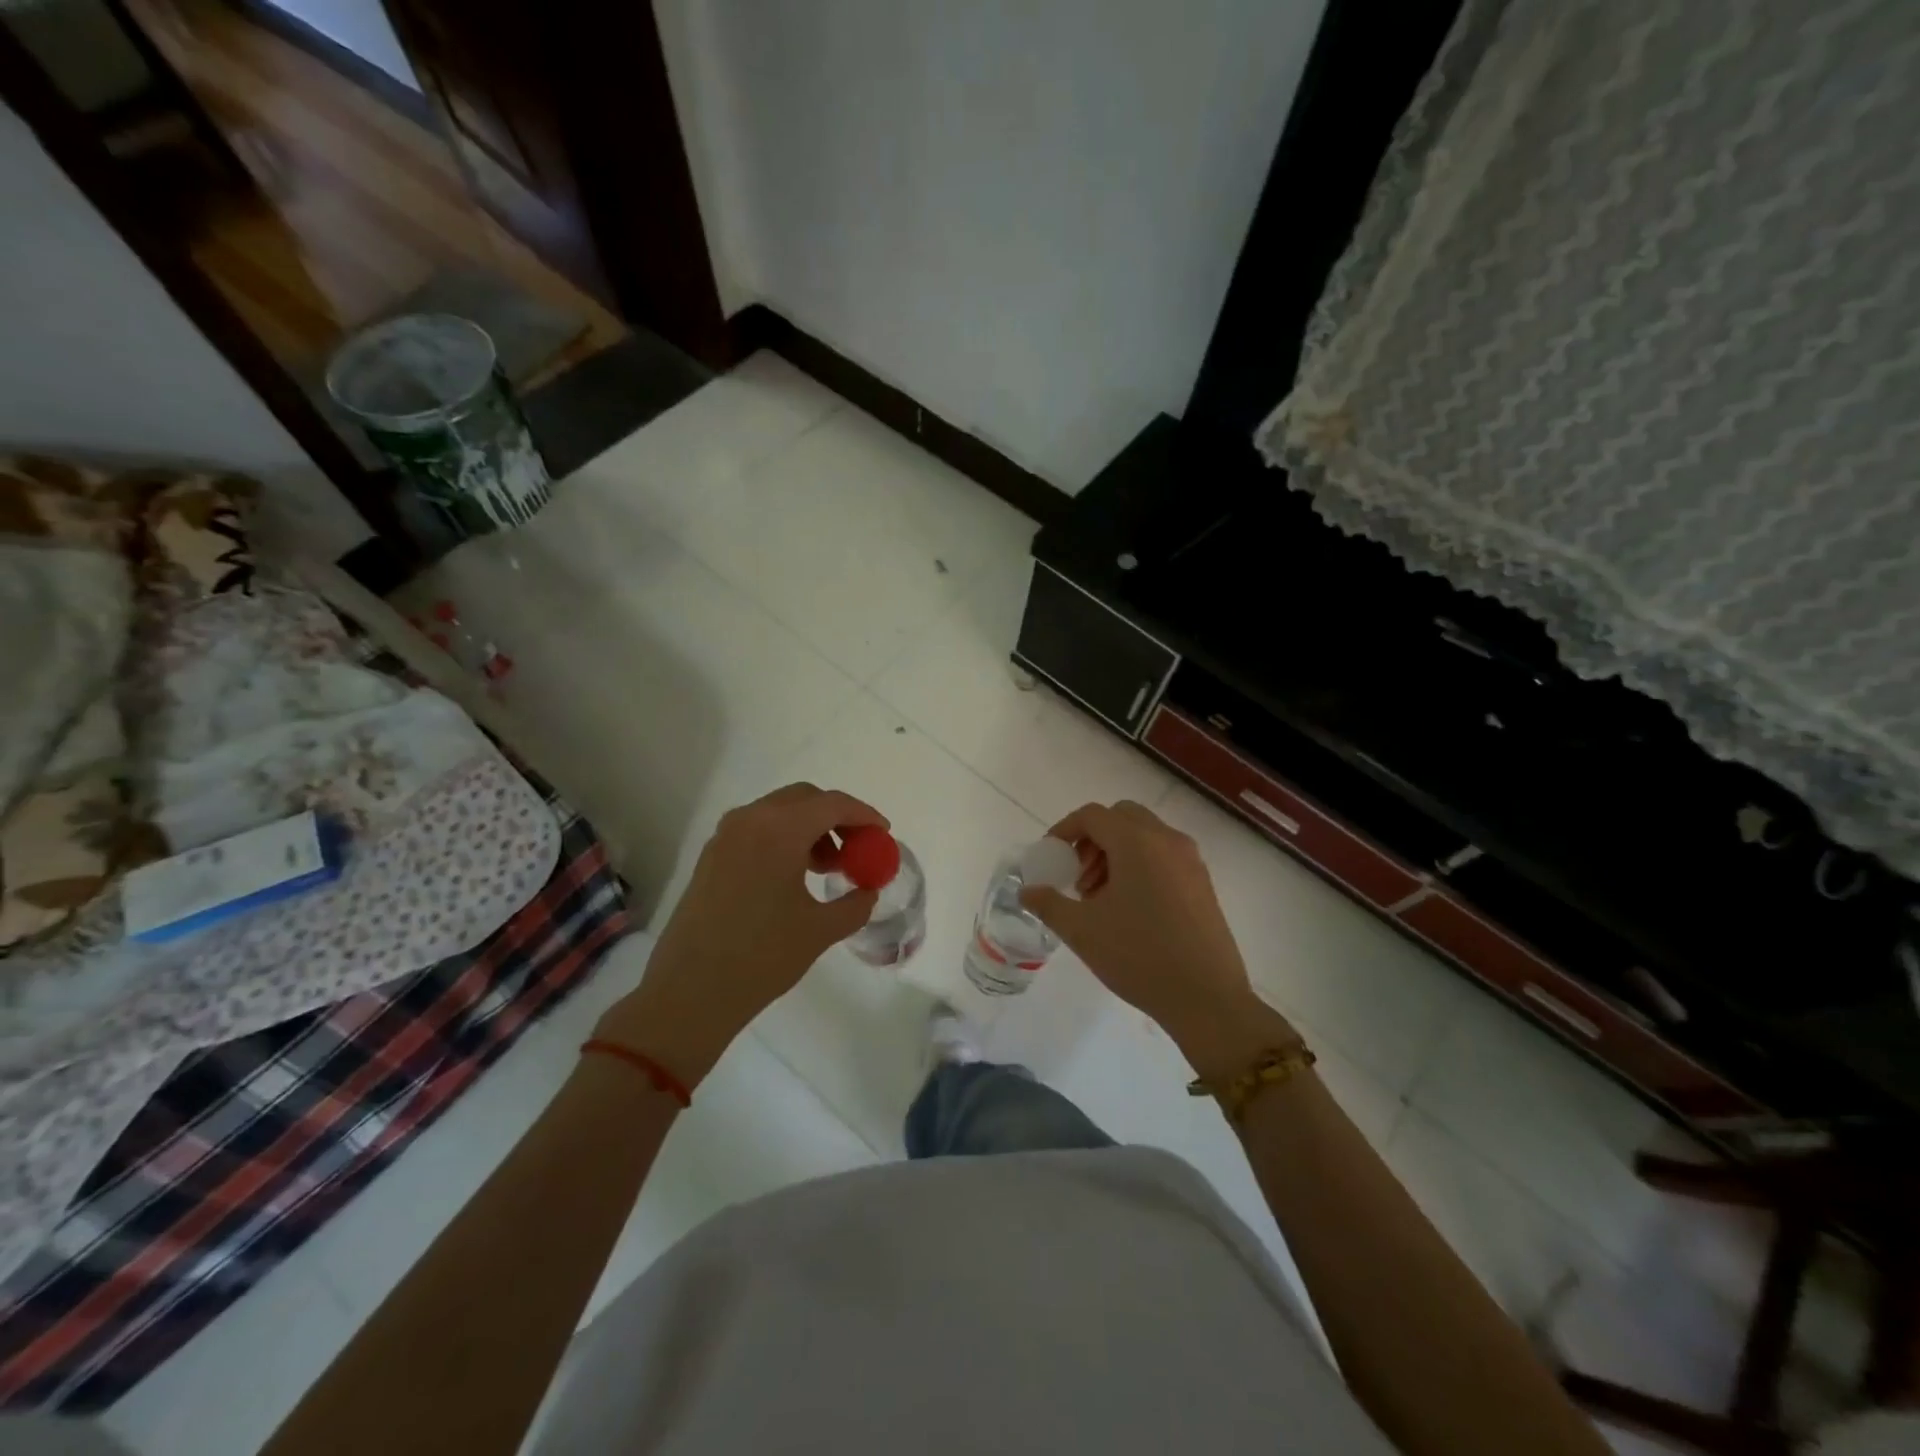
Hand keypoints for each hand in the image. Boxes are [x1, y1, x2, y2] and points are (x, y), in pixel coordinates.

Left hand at [594, 783, 887, 1086]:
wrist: (689, 993)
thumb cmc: (762, 957)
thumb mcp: (820, 930)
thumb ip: (855, 904)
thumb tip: (867, 891)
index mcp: (779, 830)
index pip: (833, 805)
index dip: (864, 815)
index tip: (883, 834)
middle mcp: (750, 820)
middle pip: (804, 799)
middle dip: (836, 817)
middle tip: (855, 849)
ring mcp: (725, 836)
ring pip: (778, 812)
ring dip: (809, 828)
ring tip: (826, 868)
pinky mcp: (711, 855)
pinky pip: (757, 830)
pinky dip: (783, 839)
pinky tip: (793, 877)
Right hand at [1021, 800, 1294, 1073]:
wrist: (1207, 998)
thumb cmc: (1138, 956)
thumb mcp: (1081, 930)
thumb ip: (1048, 903)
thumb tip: (1027, 890)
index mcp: (1137, 842)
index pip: (1093, 815)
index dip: (1064, 830)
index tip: (1051, 857)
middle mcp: (1167, 840)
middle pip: (1121, 818)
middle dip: (1093, 839)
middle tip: (1078, 876)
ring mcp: (1190, 860)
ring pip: (1145, 836)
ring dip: (1116, 852)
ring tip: (1100, 898)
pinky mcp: (1203, 883)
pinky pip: (1164, 855)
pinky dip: (1140, 865)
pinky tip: (1130, 909)